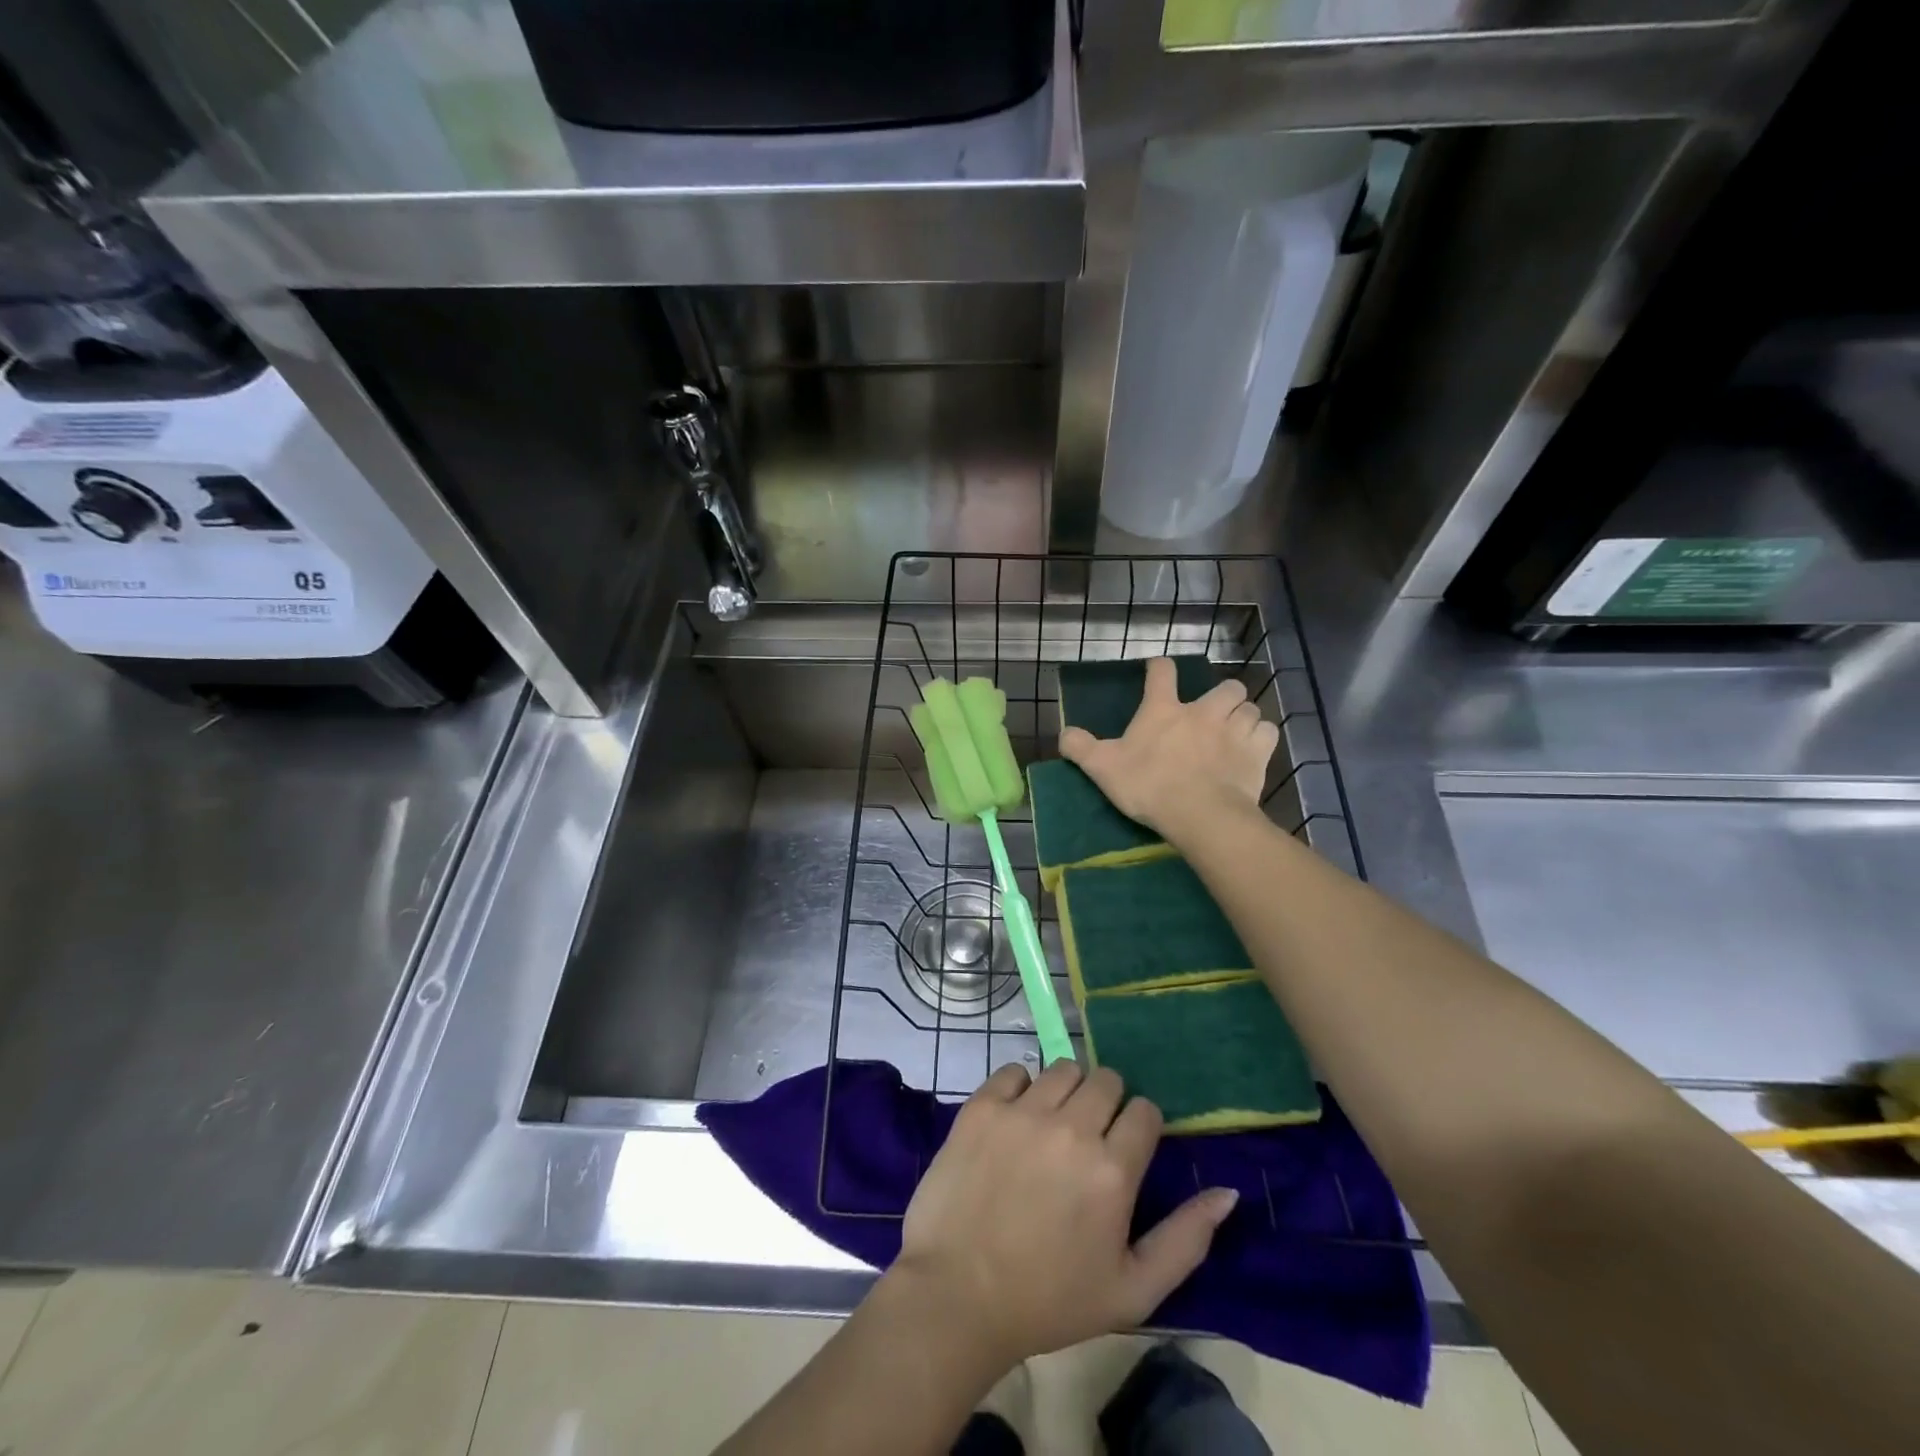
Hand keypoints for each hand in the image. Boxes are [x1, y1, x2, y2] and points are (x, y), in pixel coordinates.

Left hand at [890, 1060, 1238, 1368]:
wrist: (958, 1296)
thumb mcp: (1133, 1290)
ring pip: (1063, 1069)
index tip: (1124, 1150)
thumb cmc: (1050, 1300)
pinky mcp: (981, 1106)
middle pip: (1106, 1080)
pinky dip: (1020, 1087)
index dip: (1139, 1127)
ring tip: (1052, 1127)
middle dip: (1106, 1104)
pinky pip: (1014, 1070)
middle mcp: (1071, 1127)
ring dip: (1066, 1092)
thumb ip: (1186, 1238)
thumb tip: (1229, 1192)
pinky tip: (1016, 1119)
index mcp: (1112, 1169)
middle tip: (1088, 1139)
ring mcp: (1022, 1111)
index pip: (1144, 1111)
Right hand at [1060, 656, 1278, 843]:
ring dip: (1243, 717)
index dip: (1160, 667)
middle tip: (1213, 713)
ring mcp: (1235, 729)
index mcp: (1164, 710)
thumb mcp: (1103, 768)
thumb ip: (1080, 747)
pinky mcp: (1258, 753)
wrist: (1200, 814)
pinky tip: (1252, 750)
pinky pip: (1268, 733)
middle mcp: (1204, 711)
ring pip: (1250, 708)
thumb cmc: (1149, 786)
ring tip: (1235, 733)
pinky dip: (1261, 738)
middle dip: (1222, 695)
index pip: (1163, 672)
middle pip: (1225, 687)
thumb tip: (1064, 733)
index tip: (1159, 669)